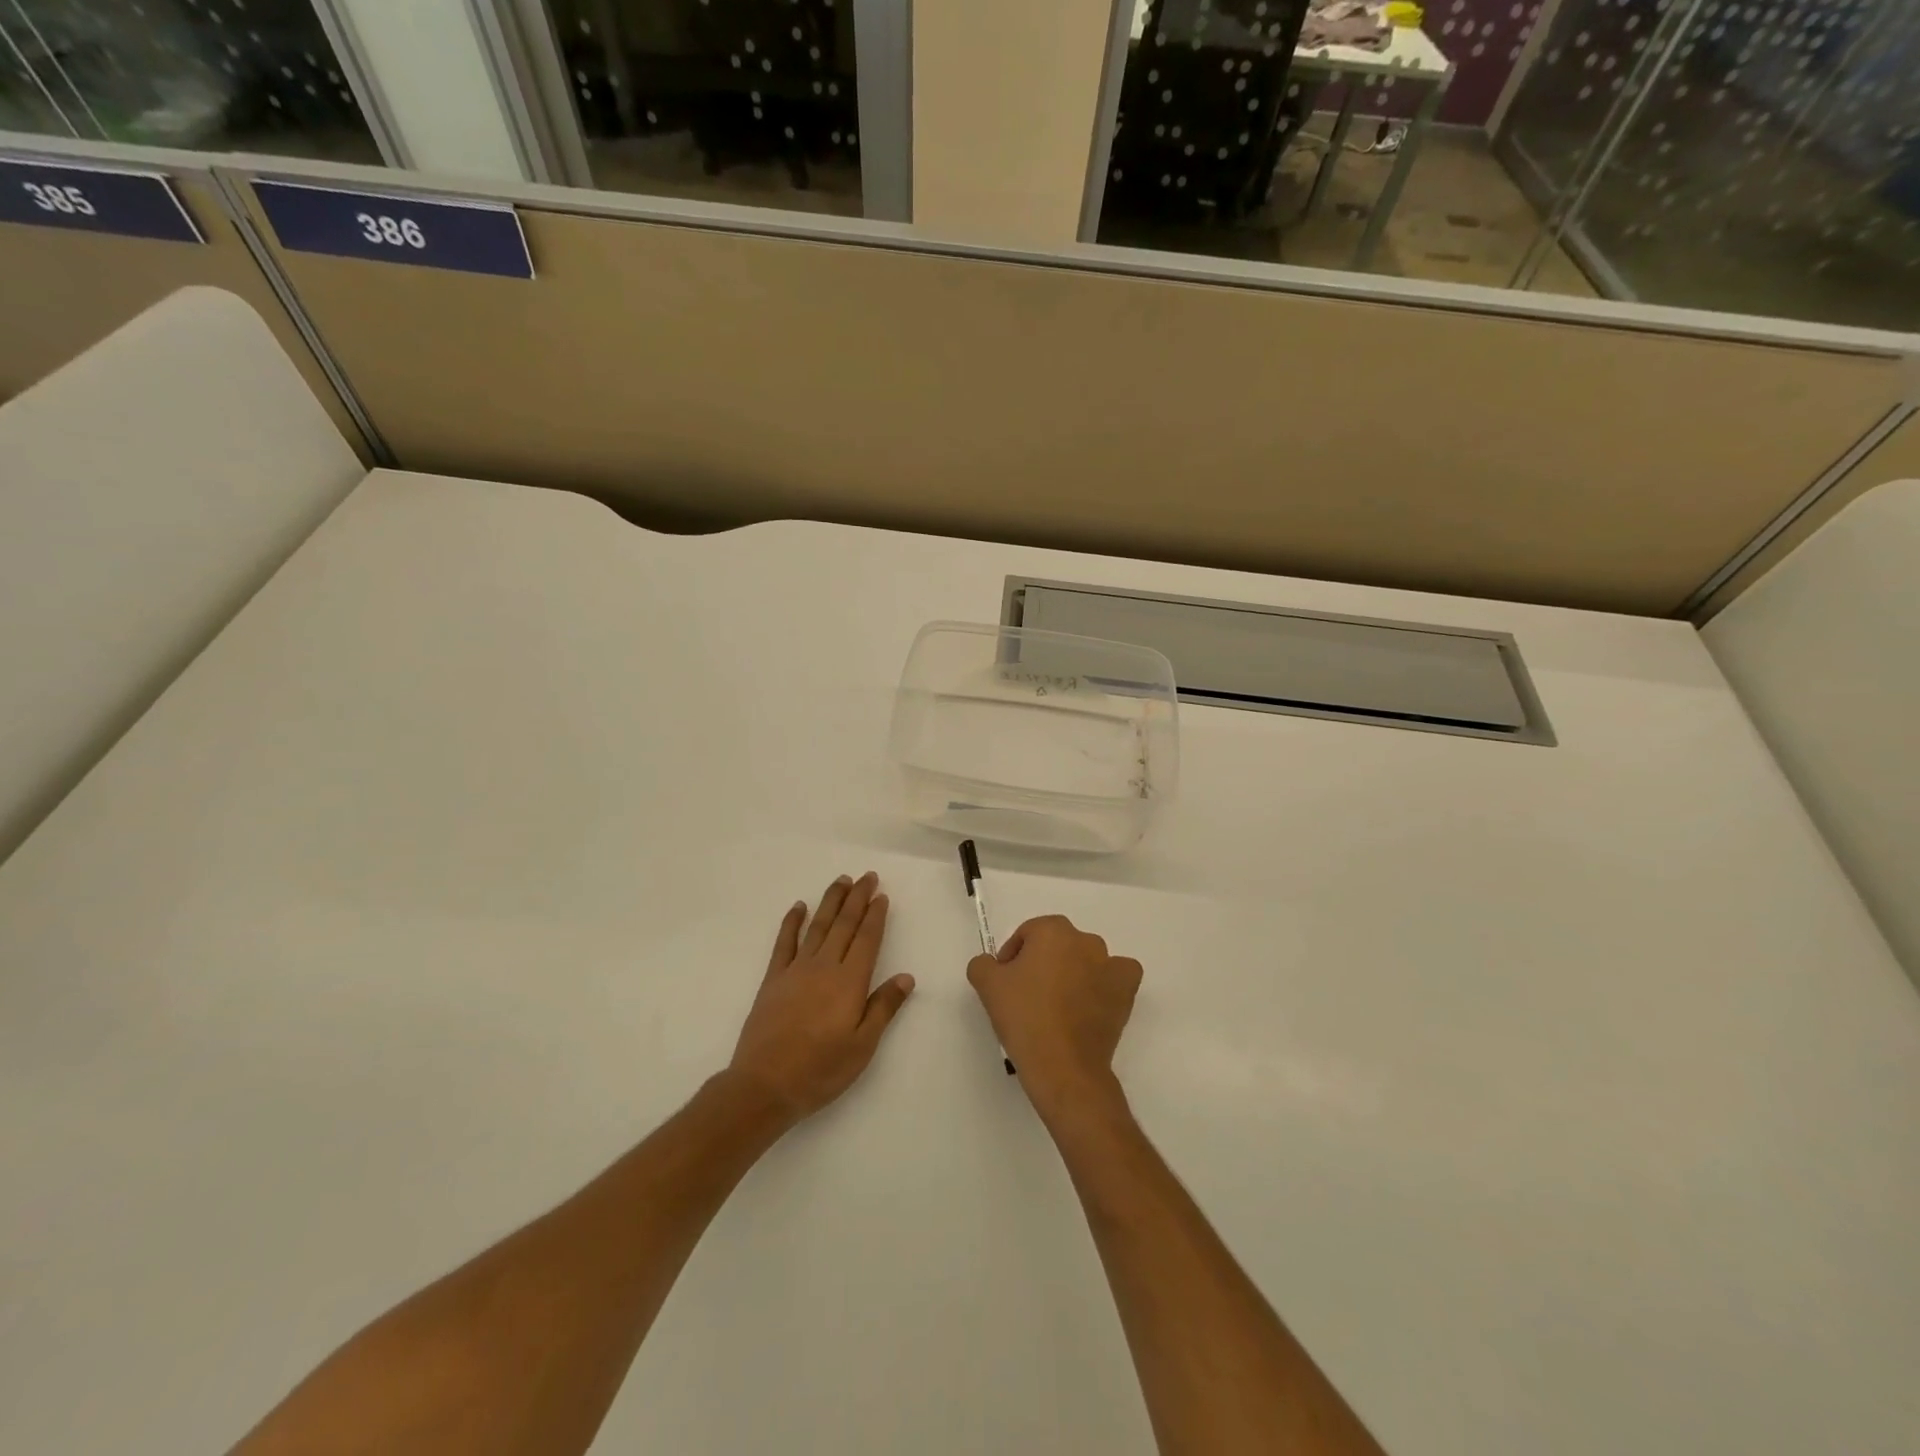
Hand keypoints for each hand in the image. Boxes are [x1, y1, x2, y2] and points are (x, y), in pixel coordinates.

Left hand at [728, 872, 914, 1120]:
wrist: (765, 1085)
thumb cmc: (821, 1070)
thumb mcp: (863, 1046)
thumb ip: (884, 1007)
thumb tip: (905, 976)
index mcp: (849, 982)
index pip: (866, 939)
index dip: (875, 916)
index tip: (881, 895)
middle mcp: (824, 967)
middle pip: (844, 925)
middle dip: (857, 898)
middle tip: (867, 876)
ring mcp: (796, 970)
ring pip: (818, 926)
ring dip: (831, 901)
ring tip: (841, 881)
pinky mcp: (773, 979)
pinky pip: (784, 942)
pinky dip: (792, 922)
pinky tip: (799, 907)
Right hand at [967, 915, 1141, 1124]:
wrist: (1063, 1066)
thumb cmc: (1024, 1018)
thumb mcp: (987, 986)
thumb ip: (983, 964)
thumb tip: (993, 964)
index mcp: (1052, 931)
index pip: (1027, 935)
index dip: (1012, 957)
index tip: (1006, 983)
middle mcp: (1085, 940)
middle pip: (1056, 944)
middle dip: (1042, 963)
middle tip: (1027, 994)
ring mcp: (1110, 964)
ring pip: (1086, 958)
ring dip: (1072, 972)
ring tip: (1058, 1004)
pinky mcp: (1126, 990)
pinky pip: (1117, 974)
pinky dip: (1106, 982)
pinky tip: (1093, 999)